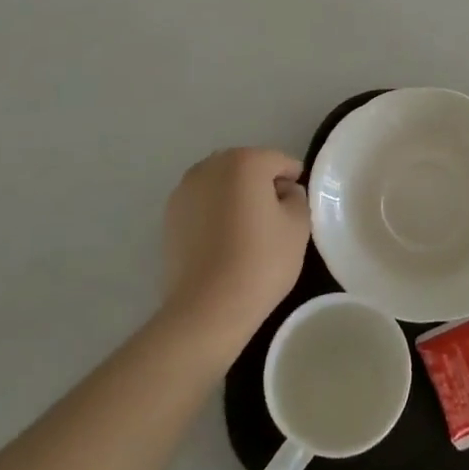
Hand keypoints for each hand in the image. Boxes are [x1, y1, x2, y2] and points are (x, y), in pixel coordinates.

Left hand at [162, 148, 308, 357]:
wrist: (207, 308)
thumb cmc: (261, 261)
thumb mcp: (298, 226)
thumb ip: (297, 197)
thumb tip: (284, 192)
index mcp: (245, 161)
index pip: (279, 161)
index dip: (293, 181)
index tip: (297, 207)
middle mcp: (211, 166)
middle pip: (247, 166)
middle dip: (262, 184)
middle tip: (274, 218)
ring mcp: (185, 189)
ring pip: (222, 183)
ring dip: (236, 196)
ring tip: (245, 231)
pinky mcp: (169, 215)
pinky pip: (202, 203)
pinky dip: (214, 212)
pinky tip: (222, 241)